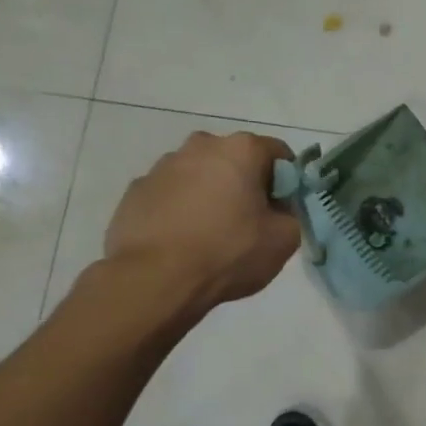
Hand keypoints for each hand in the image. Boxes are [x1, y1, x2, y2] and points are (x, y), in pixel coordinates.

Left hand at [102, 131, 299, 315]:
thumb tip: (277, 210)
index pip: (278, 153)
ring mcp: (162, 167)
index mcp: (241, 150)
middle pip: (235, 160)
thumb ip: (291, 214)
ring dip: (210, 194)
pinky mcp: (135, 191)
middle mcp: (200, 146)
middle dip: (245, 184)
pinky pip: (170, 195)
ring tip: (210, 234)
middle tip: (249, 222)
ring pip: (199, 175)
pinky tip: (182, 241)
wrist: (154, 280)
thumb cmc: (228, 252)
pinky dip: (180, 210)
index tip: (283, 208)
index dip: (286, 181)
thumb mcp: (285, 239)